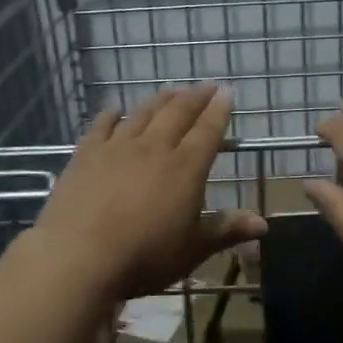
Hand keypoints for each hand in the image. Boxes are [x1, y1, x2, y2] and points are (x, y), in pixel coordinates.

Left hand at [30, 84, 265, 302]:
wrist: (78, 256)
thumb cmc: (144, 256)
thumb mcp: (192, 249)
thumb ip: (226, 230)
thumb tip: (263, 224)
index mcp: (186, 168)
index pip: (208, 131)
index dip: (219, 111)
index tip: (227, 93)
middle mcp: (154, 148)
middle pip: (178, 113)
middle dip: (195, 98)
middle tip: (205, 86)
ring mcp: (117, 147)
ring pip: (143, 114)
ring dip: (160, 100)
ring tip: (170, 90)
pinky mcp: (86, 155)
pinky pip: (101, 126)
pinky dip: (111, 115)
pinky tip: (115, 109)